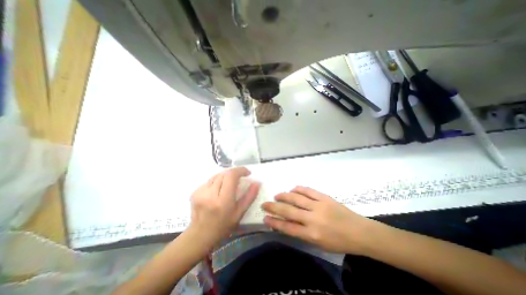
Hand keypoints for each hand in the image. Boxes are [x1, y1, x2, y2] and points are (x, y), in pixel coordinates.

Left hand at [191, 167, 261, 246]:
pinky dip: (217, 181)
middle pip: (224, 173)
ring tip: (229, 184)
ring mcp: (200, 192)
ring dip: (226, 176)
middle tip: (240, 178)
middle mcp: (210, 194)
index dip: (240, 170)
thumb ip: (249, 197)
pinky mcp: (195, 192)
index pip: (231, 176)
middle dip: (234, 173)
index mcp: (223, 200)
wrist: (200, 235)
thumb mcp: (240, 212)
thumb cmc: (223, 225)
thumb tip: (257, 183)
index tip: (247, 173)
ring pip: (217, 175)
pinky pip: (210, 180)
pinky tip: (218, 190)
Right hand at [262, 187, 382, 252]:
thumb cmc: (339, 242)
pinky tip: (292, 189)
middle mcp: (312, 219)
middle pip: (288, 211)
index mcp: (311, 235)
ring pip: (296, 198)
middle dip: (274, 207)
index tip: (265, 218)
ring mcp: (318, 206)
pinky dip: (298, 189)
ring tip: (277, 195)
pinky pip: (308, 191)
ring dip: (284, 196)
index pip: (287, 227)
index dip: (274, 222)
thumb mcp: (319, 244)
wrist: (360, 233)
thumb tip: (288, 224)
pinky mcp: (324, 197)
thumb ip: (302, 234)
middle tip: (265, 204)